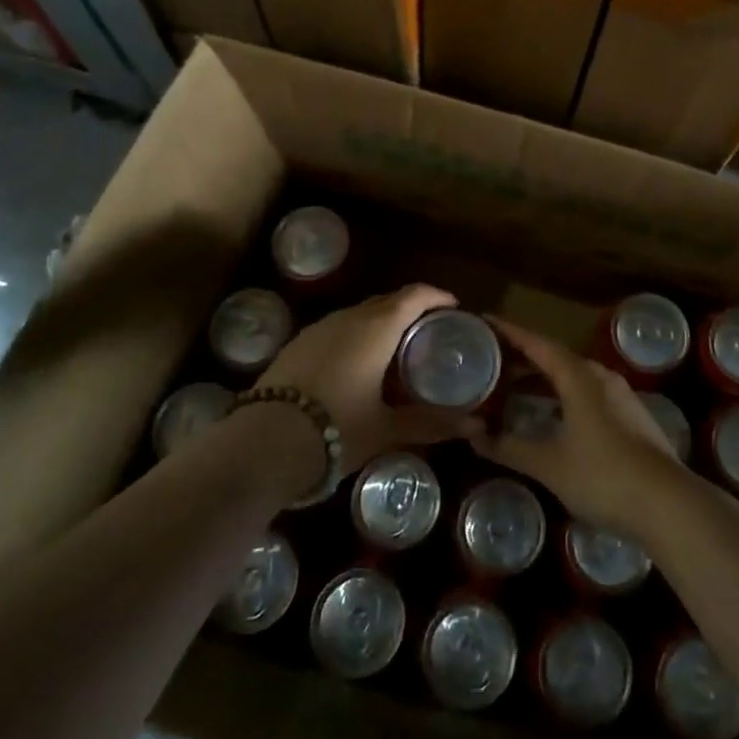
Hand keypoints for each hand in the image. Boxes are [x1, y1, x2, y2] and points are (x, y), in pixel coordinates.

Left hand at [258, 285, 481, 470]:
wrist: (263, 443)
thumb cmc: (336, 430)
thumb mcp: (387, 429)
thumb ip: (432, 424)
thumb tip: (476, 427)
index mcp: (377, 328)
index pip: (414, 296)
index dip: (436, 296)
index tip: (453, 307)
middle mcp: (349, 318)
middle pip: (387, 301)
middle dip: (411, 309)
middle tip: (429, 331)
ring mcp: (319, 328)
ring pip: (359, 314)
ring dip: (381, 322)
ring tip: (395, 349)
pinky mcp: (297, 344)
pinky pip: (337, 328)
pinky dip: (356, 336)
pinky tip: (356, 365)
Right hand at [473, 317, 684, 539]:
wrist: (669, 504)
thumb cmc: (603, 477)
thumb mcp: (549, 465)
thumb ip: (510, 447)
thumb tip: (473, 435)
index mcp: (579, 377)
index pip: (537, 344)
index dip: (509, 332)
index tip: (485, 321)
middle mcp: (600, 377)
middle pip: (556, 357)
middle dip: (524, 357)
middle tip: (492, 360)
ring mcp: (620, 396)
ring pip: (574, 377)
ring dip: (544, 379)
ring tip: (515, 387)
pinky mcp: (631, 417)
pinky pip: (588, 394)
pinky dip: (563, 396)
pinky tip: (553, 416)